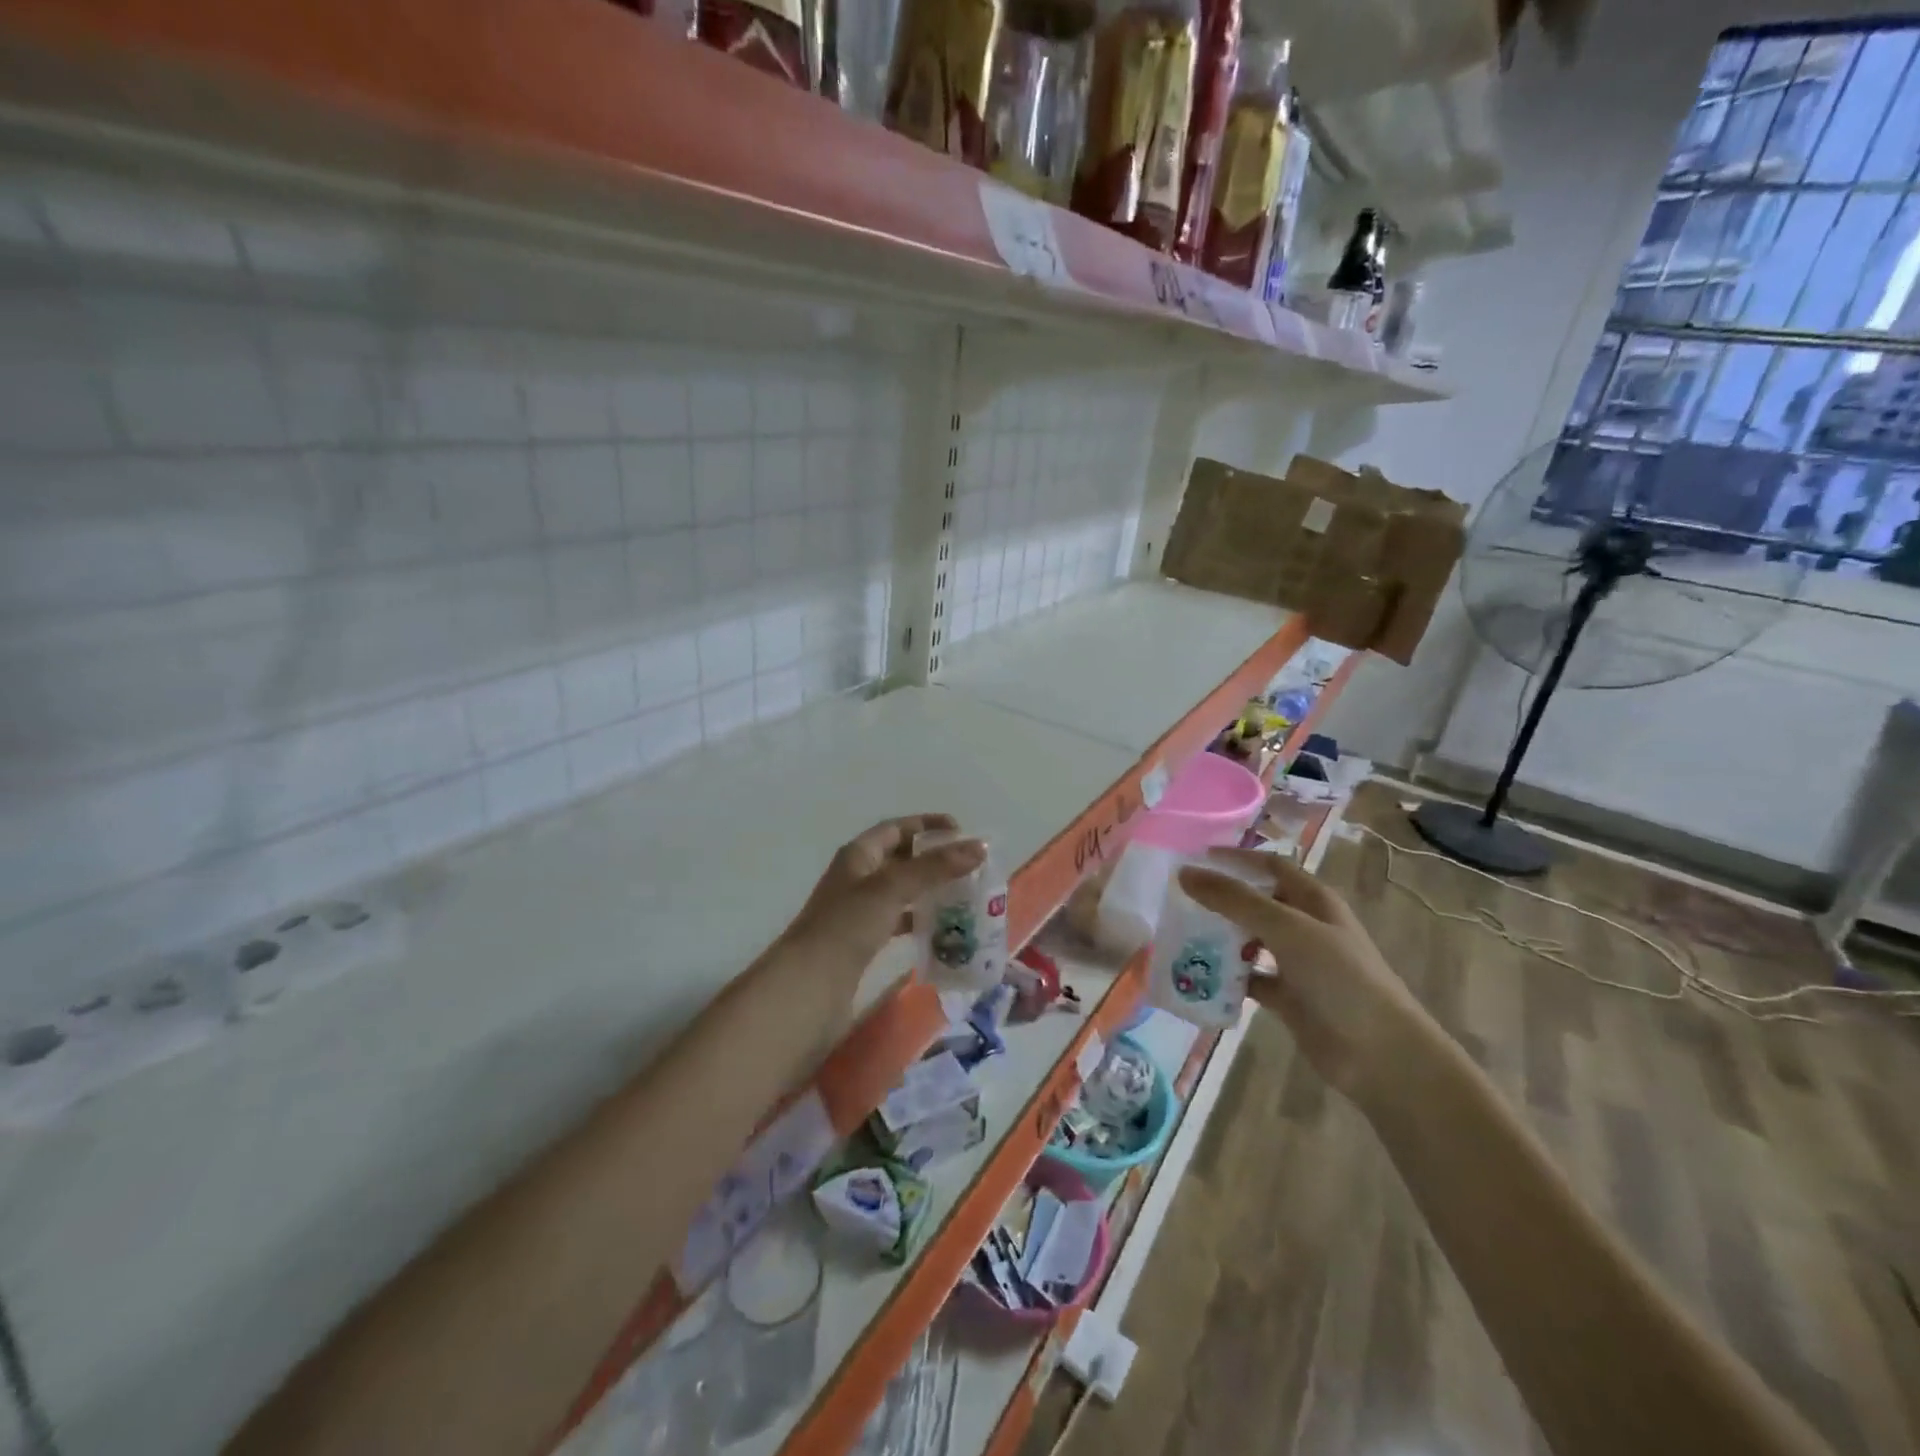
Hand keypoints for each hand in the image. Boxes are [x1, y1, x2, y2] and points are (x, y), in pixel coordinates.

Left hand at [785, 815, 986, 977]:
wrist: (809, 986)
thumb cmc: (847, 926)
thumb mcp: (892, 888)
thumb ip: (935, 867)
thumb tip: (980, 846)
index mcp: (858, 855)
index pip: (896, 828)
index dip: (927, 825)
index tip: (962, 830)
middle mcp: (858, 877)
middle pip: (901, 859)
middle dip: (934, 859)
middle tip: (971, 867)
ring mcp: (859, 911)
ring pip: (902, 891)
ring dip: (930, 891)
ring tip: (966, 897)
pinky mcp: (864, 941)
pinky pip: (898, 921)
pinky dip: (920, 920)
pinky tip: (943, 929)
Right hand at [1177, 849, 1437, 1108]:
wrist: (1379, 1054)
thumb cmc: (1339, 977)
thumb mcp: (1286, 928)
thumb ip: (1234, 900)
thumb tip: (1185, 873)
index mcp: (1313, 900)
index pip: (1270, 866)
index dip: (1236, 859)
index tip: (1195, 858)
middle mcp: (1305, 926)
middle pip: (1256, 902)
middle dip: (1221, 900)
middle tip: (1179, 899)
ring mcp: (1297, 963)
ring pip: (1249, 940)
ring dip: (1220, 938)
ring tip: (1181, 934)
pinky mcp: (1287, 997)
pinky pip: (1249, 978)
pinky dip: (1227, 977)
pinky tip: (1199, 976)